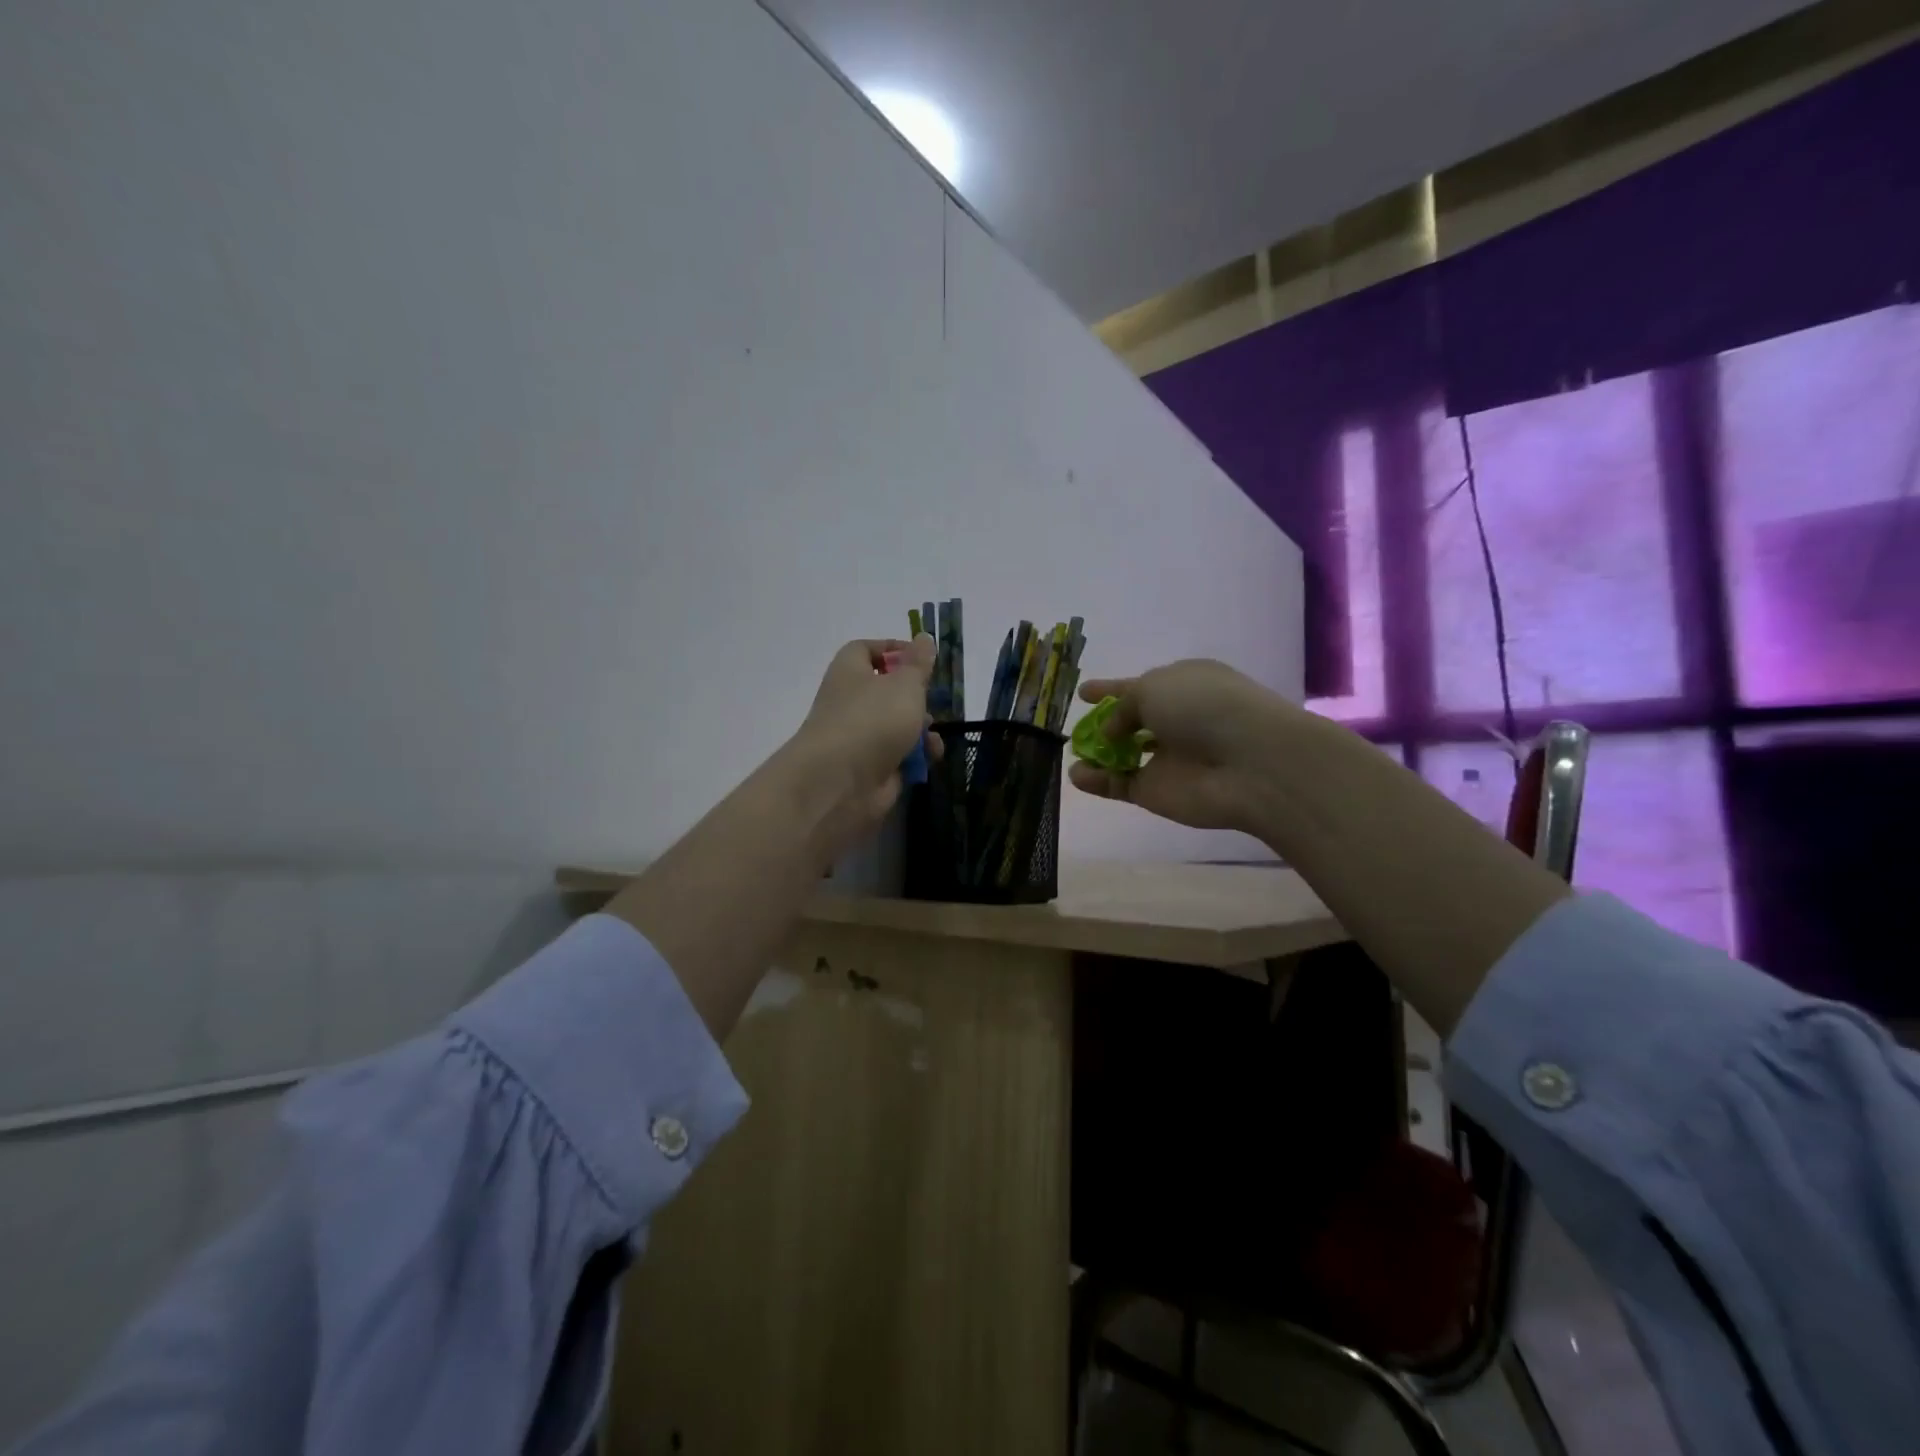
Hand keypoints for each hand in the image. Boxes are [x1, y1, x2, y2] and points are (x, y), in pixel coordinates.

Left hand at [789, 634, 935, 850]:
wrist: (841, 782)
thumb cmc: (873, 719)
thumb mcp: (905, 683)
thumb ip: (919, 663)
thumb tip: (924, 637)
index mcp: (850, 671)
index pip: (866, 649)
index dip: (894, 649)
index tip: (922, 658)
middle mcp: (851, 701)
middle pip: (887, 690)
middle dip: (915, 697)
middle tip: (932, 700)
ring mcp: (860, 737)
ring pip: (896, 725)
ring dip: (920, 729)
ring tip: (931, 736)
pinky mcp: (871, 767)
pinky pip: (899, 755)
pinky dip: (916, 756)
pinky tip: (930, 758)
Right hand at [1067, 659, 1294, 833]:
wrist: (1249, 763)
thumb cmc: (1203, 706)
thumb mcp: (1153, 687)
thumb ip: (1123, 706)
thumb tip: (1113, 731)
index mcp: (1184, 685)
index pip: (1140, 686)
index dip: (1111, 688)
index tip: (1084, 692)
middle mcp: (1177, 720)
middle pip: (1133, 722)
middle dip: (1106, 724)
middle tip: (1078, 728)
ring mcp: (1169, 759)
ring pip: (1125, 756)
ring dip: (1098, 755)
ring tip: (1075, 753)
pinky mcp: (1158, 793)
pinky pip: (1121, 785)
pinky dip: (1098, 782)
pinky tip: (1078, 775)